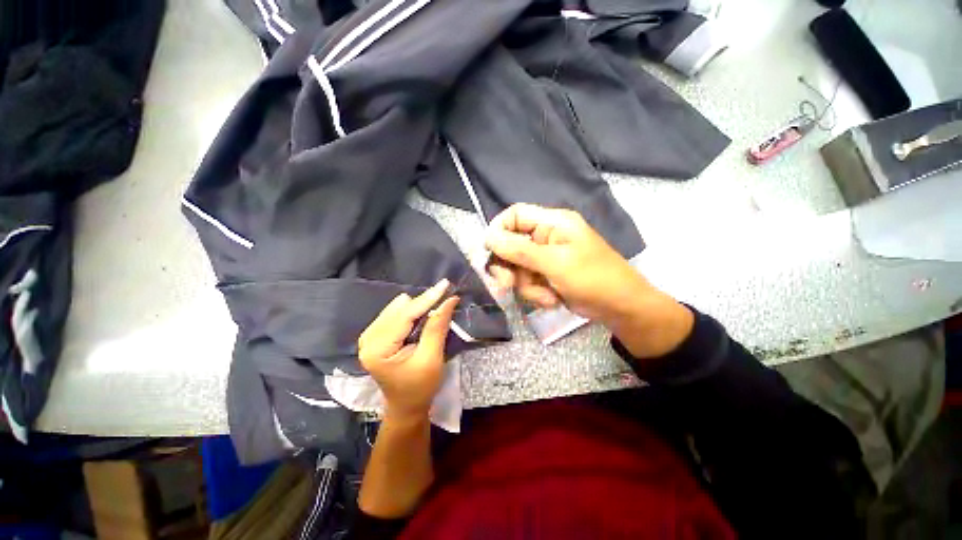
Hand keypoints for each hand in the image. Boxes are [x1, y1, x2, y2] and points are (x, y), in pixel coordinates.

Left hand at [358, 279, 458, 418]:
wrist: (407, 405)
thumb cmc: (420, 387)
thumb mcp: (431, 358)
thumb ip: (437, 327)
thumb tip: (449, 300)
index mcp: (377, 349)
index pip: (404, 316)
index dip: (426, 299)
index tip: (445, 284)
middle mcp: (368, 339)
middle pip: (400, 310)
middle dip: (423, 303)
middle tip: (444, 295)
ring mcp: (370, 336)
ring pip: (398, 309)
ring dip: (418, 307)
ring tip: (435, 308)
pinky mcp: (376, 335)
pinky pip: (396, 314)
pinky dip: (412, 313)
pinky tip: (422, 316)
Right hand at [483, 204, 649, 321]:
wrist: (620, 308)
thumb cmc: (593, 278)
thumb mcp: (555, 263)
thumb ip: (520, 250)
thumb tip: (489, 238)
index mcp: (552, 223)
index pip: (514, 214)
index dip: (498, 229)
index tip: (489, 251)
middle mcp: (545, 236)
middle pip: (510, 244)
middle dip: (509, 267)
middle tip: (507, 284)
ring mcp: (545, 257)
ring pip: (517, 268)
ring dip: (527, 286)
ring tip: (547, 296)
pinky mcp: (546, 275)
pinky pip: (527, 281)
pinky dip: (536, 293)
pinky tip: (552, 300)